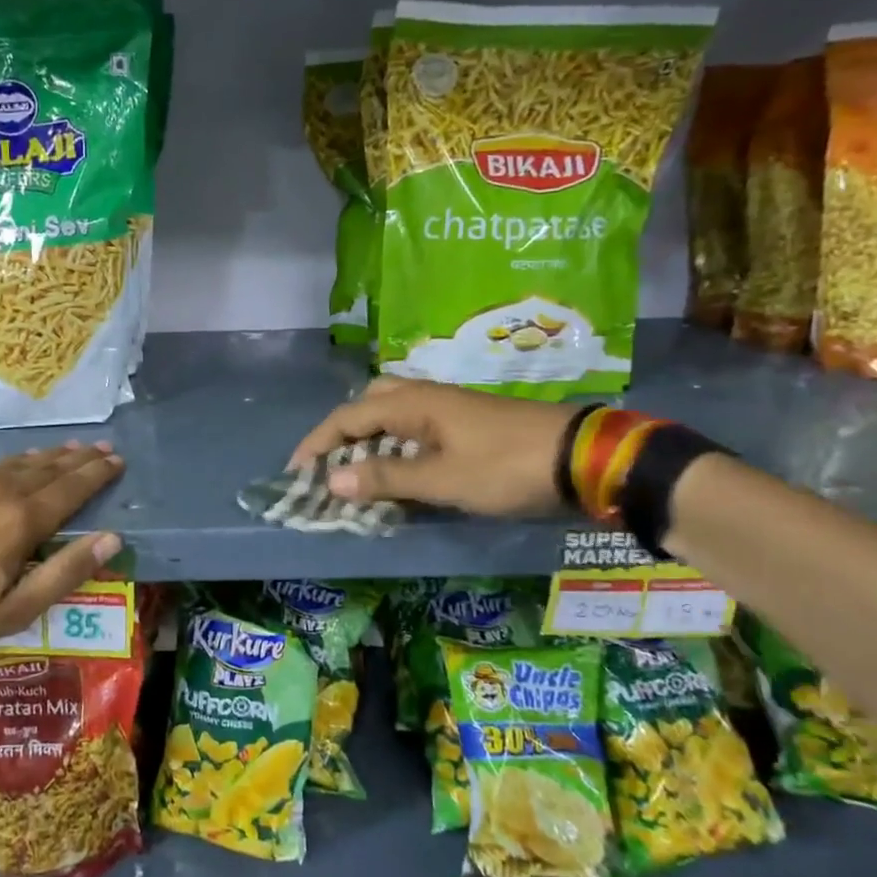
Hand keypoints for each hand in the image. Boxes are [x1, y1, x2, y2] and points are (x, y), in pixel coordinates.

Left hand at [0, 443, 123, 653]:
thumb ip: (65, 571)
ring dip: (45, 456)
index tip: (117, 460)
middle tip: (99, 447)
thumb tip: (111, 538)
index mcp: (21, 519)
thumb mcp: (15, 609)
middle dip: (77, 458)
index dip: (97, 474)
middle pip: (47, 468)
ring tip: (65, 449)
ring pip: (15, 463)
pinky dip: (9, 463)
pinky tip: (12, 464)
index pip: (71, 488)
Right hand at [290, 378, 578, 516]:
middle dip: (343, 429)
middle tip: (332, 462)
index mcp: (412, 403)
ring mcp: (448, 407)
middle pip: (369, 401)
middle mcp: (425, 396)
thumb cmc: (505, 467)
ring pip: (393, 411)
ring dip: (370, 436)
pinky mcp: (466, 422)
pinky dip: (396, 443)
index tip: (297, 471)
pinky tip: (402, 469)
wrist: (580, 457)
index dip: (318, 442)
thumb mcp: (442, 479)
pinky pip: (415, 425)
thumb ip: (386, 478)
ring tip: (360, 468)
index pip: (348, 417)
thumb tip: (332, 480)